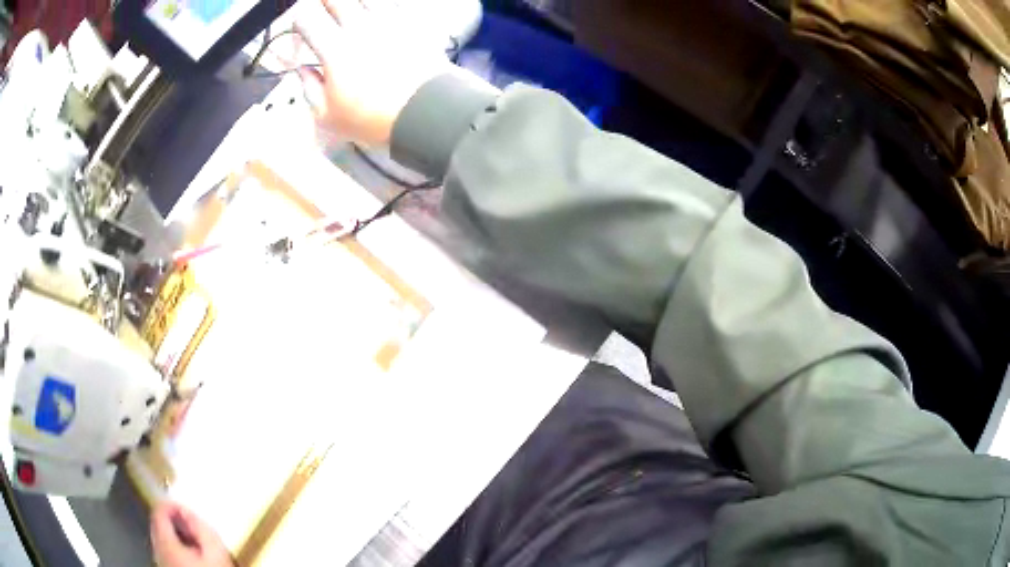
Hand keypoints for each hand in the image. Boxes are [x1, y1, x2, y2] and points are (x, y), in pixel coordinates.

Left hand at [150, 501, 232, 566]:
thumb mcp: (215, 551)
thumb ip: (201, 528)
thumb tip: (188, 511)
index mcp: (165, 542)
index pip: (158, 511)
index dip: (171, 504)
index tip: (186, 507)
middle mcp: (157, 550)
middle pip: (158, 525)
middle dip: (175, 522)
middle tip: (193, 527)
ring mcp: (160, 562)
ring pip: (162, 540)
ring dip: (176, 536)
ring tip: (196, 543)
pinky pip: (166, 552)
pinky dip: (176, 548)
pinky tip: (192, 557)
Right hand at [294, 0, 452, 146]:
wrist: (428, 111)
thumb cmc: (373, 118)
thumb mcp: (329, 115)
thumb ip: (309, 88)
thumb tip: (302, 69)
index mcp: (335, 49)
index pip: (307, 20)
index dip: (299, 22)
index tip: (302, 31)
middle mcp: (360, 28)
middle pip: (336, 0)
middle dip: (324, 3)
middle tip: (323, 12)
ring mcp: (389, 22)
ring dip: (352, 2)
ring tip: (349, 11)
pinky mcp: (411, 23)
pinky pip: (392, 4)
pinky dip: (380, 7)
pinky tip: (376, 13)